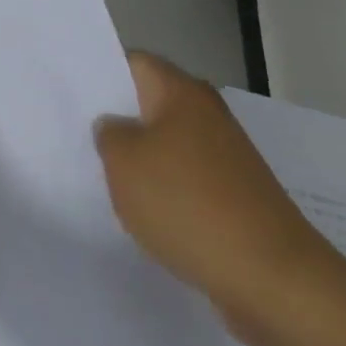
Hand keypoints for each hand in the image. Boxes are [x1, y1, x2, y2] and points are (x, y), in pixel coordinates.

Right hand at [93, 51, 345, 345]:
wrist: (277, 284)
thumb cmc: (189, 206)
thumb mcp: (123, 161)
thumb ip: (107, 134)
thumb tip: (116, 129)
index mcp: (181, 92)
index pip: (131, 62)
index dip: (98, 73)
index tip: (68, 91)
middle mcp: (207, 116)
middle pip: (149, 104)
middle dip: (117, 120)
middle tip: (76, 134)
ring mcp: (226, 160)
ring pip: (167, 146)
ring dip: (140, 161)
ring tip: (103, 177)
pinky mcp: (237, 200)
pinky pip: (186, 183)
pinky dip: (165, 194)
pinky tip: (143, 214)